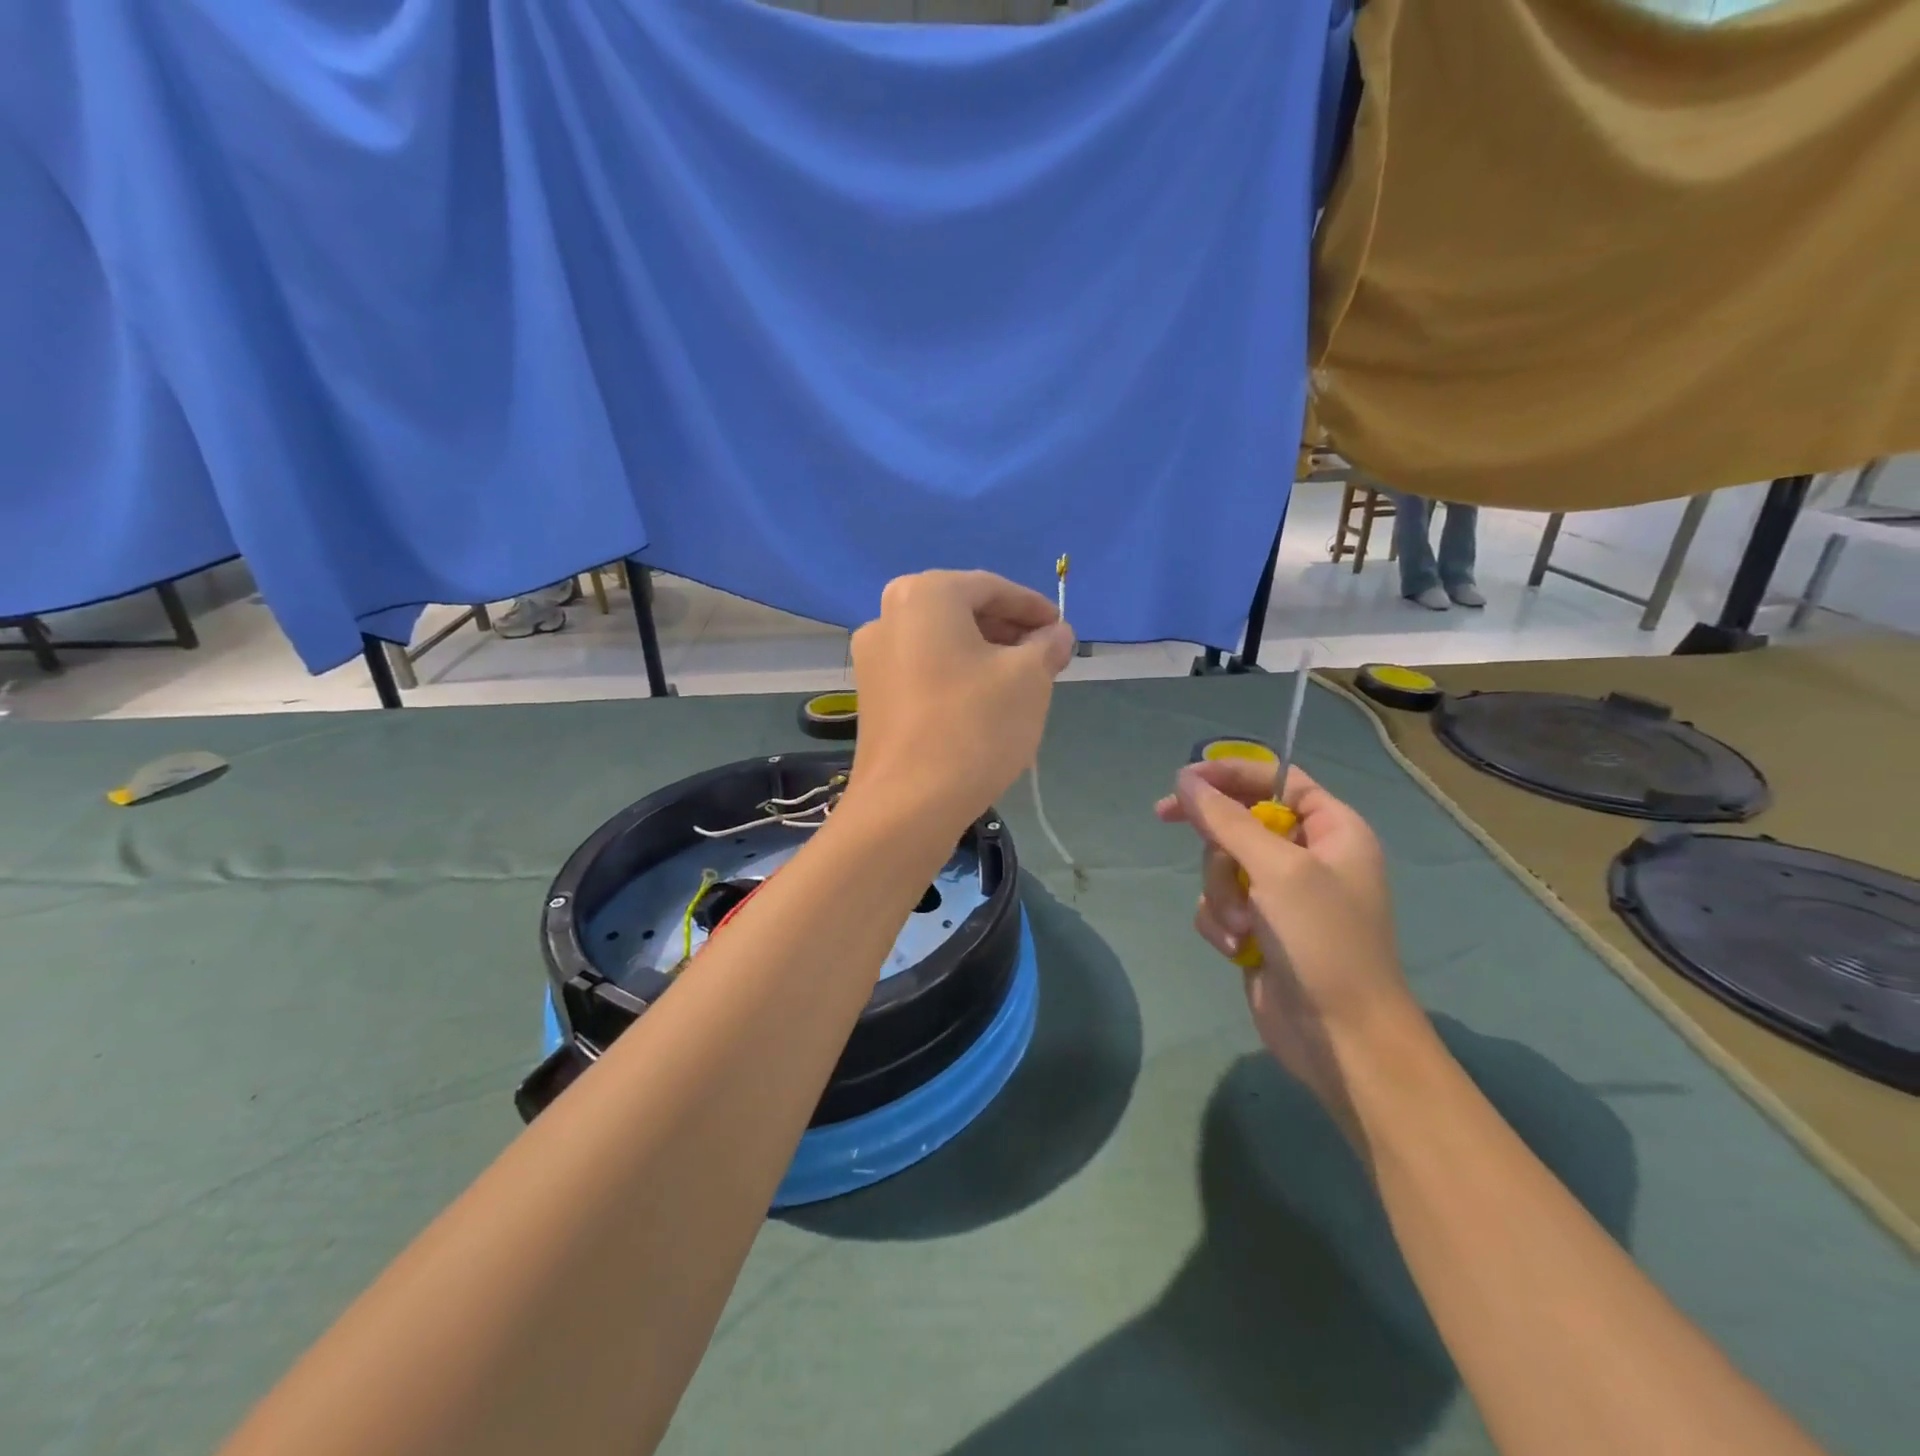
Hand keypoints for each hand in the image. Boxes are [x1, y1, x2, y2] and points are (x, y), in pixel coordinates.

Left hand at [846, 570, 1073, 832]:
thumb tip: (1057, 634)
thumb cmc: (974, 725)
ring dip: (984, 655)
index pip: (992, 588)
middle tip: (1045, 657)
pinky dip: (957, 676)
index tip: (1061, 630)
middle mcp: (888, 615)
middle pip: (962, 612)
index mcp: (925, 595)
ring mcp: (872, 657)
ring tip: (1021, 683)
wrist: (908, 804)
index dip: (1033, 608)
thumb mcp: (1029, 678)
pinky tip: (984, 704)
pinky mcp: (871, 695)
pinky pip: (923, 670)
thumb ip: (1047, 646)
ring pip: (942, 643)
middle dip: (1008, 632)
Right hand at [1156, 759, 1423, 1112]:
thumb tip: (1184, 779)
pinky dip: (1221, 922)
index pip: (1276, 780)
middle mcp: (1308, 856)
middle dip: (1221, 854)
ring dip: (1221, 895)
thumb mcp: (1276, 870)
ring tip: (1242, 928)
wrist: (1341, 1038)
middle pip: (1238, 823)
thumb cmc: (1323, 941)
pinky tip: (1238, 949)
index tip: (1182, 782)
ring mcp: (1282, 895)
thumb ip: (1225, 820)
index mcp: (1332, 830)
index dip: (1230, 775)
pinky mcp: (1259, 928)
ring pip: (1221, 866)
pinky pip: (1219, 903)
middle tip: (1213, 864)